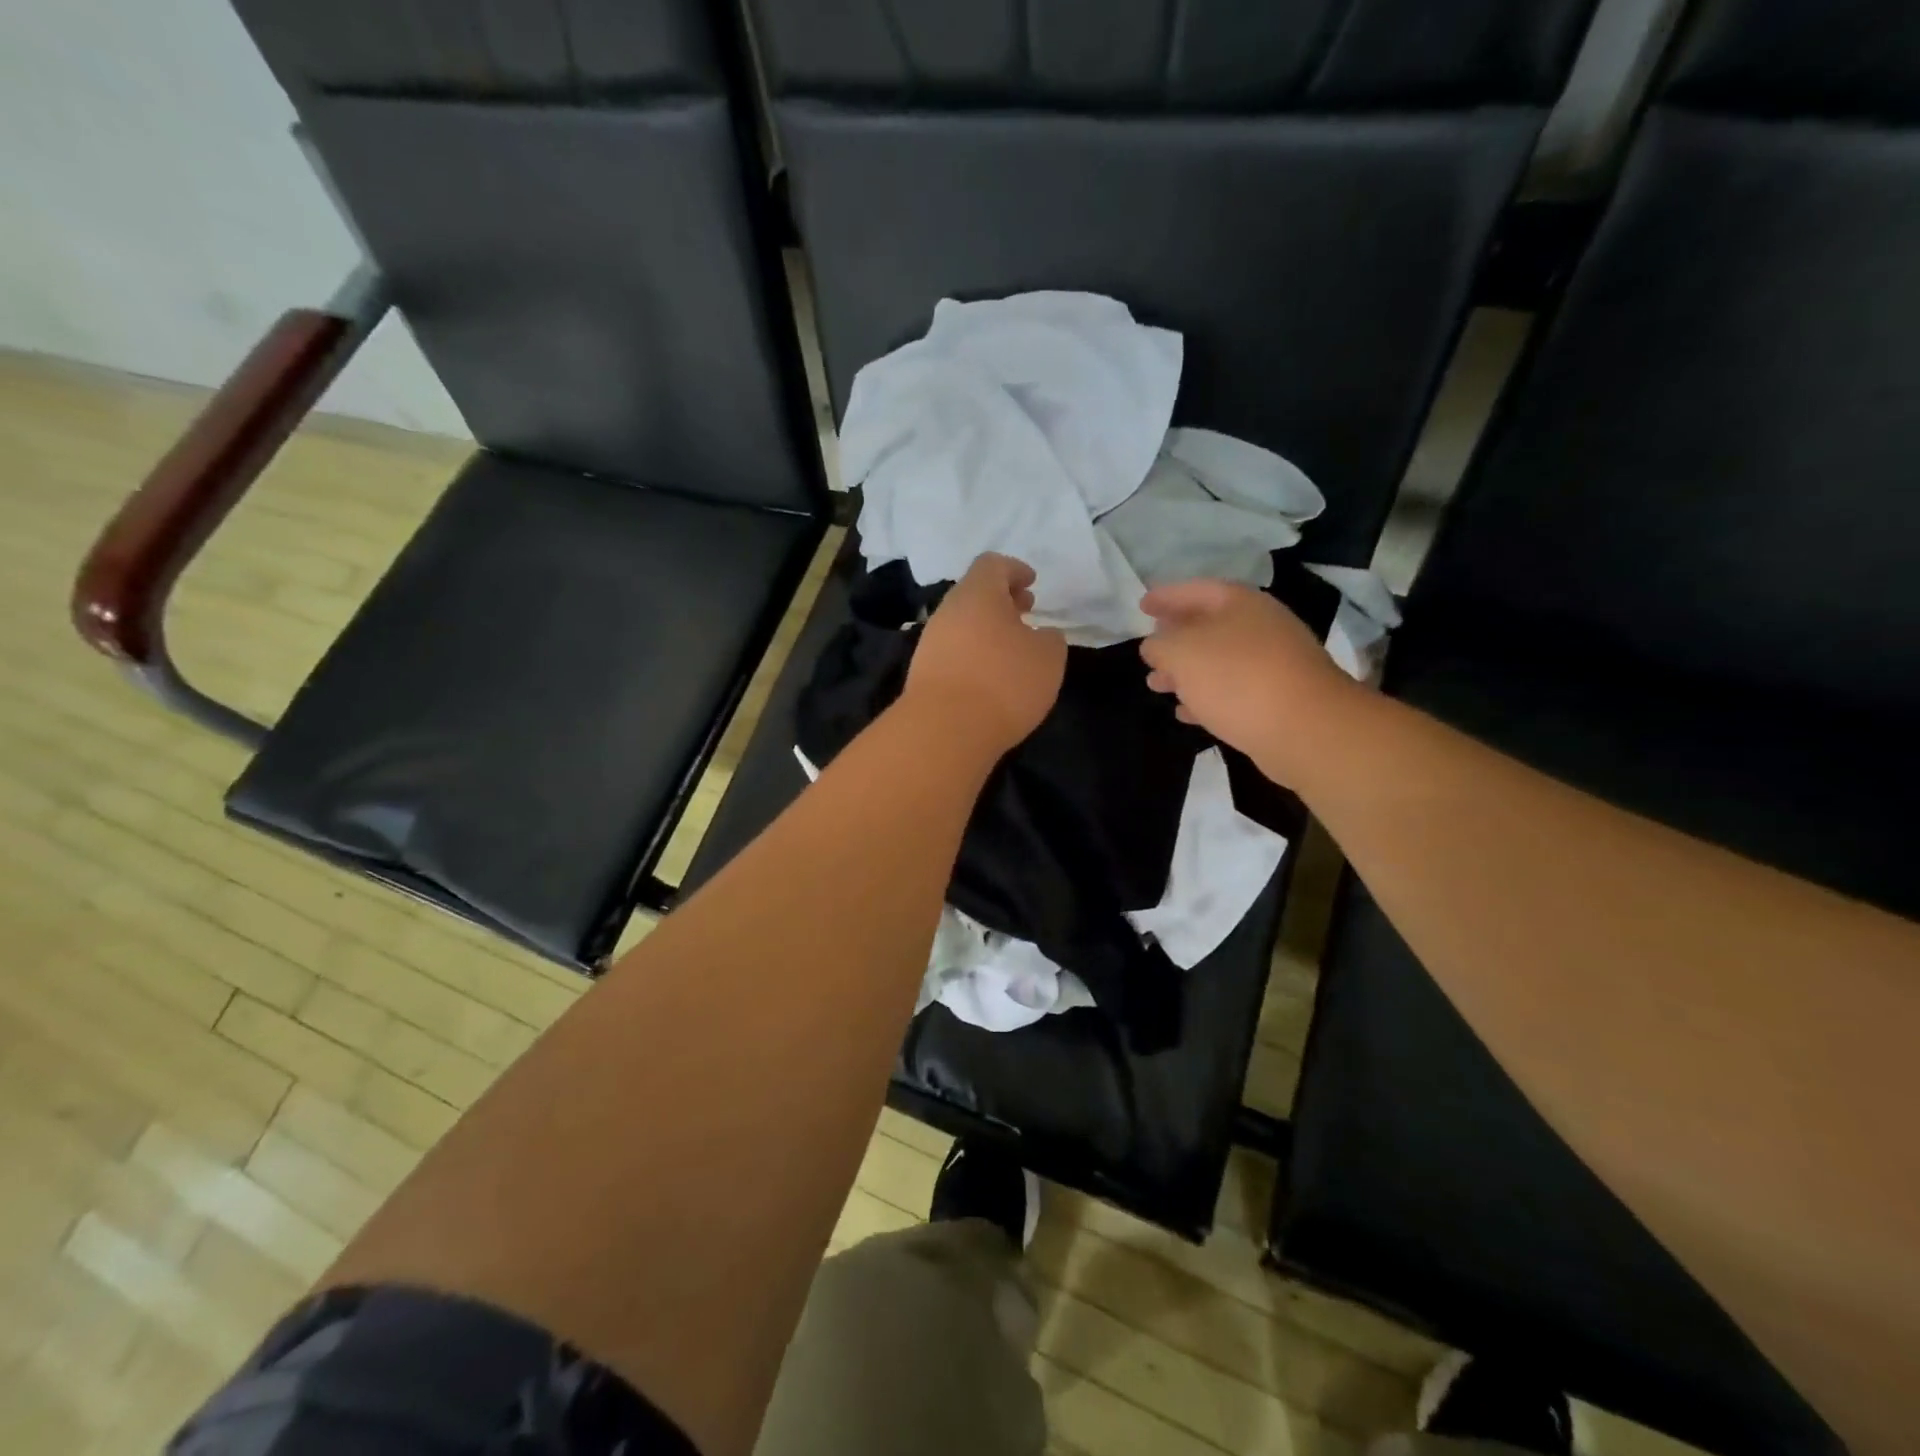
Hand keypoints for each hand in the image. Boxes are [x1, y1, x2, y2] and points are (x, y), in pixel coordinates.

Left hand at [906, 553, 1066, 753]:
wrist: (945, 730)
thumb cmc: (1004, 682)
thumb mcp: (1048, 657)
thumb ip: (1049, 639)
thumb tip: (1040, 635)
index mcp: (977, 594)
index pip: (992, 565)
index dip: (1014, 570)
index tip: (1031, 583)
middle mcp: (948, 611)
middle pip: (974, 594)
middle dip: (1002, 600)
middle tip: (1025, 612)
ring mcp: (930, 643)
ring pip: (962, 624)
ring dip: (987, 629)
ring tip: (1012, 650)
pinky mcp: (923, 673)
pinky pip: (953, 651)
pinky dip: (973, 654)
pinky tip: (990, 676)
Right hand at [1139, 579, 1356, 784]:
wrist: (1305, 729)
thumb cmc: (1236, 678)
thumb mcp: (1182, 653)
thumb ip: (1160, 644)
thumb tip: (1154, 646)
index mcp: (1240, 604)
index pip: (1196, 590)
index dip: (1166, 596)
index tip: (1141, 606)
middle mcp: (1260, 627)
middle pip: (1209, 626)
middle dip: (1175, 638)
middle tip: (1148, 650)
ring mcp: (1272, 664)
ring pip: (1218, 661)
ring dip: (1186, 672)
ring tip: (1157, 685)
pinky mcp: (1277, 699)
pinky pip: (1232, 691)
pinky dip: (1206, 697)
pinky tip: (1185, 712)